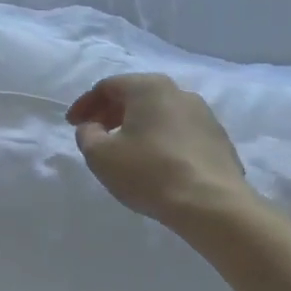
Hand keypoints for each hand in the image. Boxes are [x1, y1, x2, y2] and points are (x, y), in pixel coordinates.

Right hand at [67, 74, 262, 240]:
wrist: (211, 204)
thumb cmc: (148, 172)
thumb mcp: (100, 155)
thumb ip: (86, 135)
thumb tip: (92, 128)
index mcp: (149, 88)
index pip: (108, 86)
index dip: (85, 104)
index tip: (72, 124)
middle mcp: (179, 92)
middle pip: (136, 95)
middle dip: (110, 113)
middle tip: (95, 134)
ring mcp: (204, 115)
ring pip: (159, 113)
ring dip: (136, 126)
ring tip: (124, 150)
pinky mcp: (219, 139)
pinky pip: (179, 131)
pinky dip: (160, 139)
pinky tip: (154, 163)